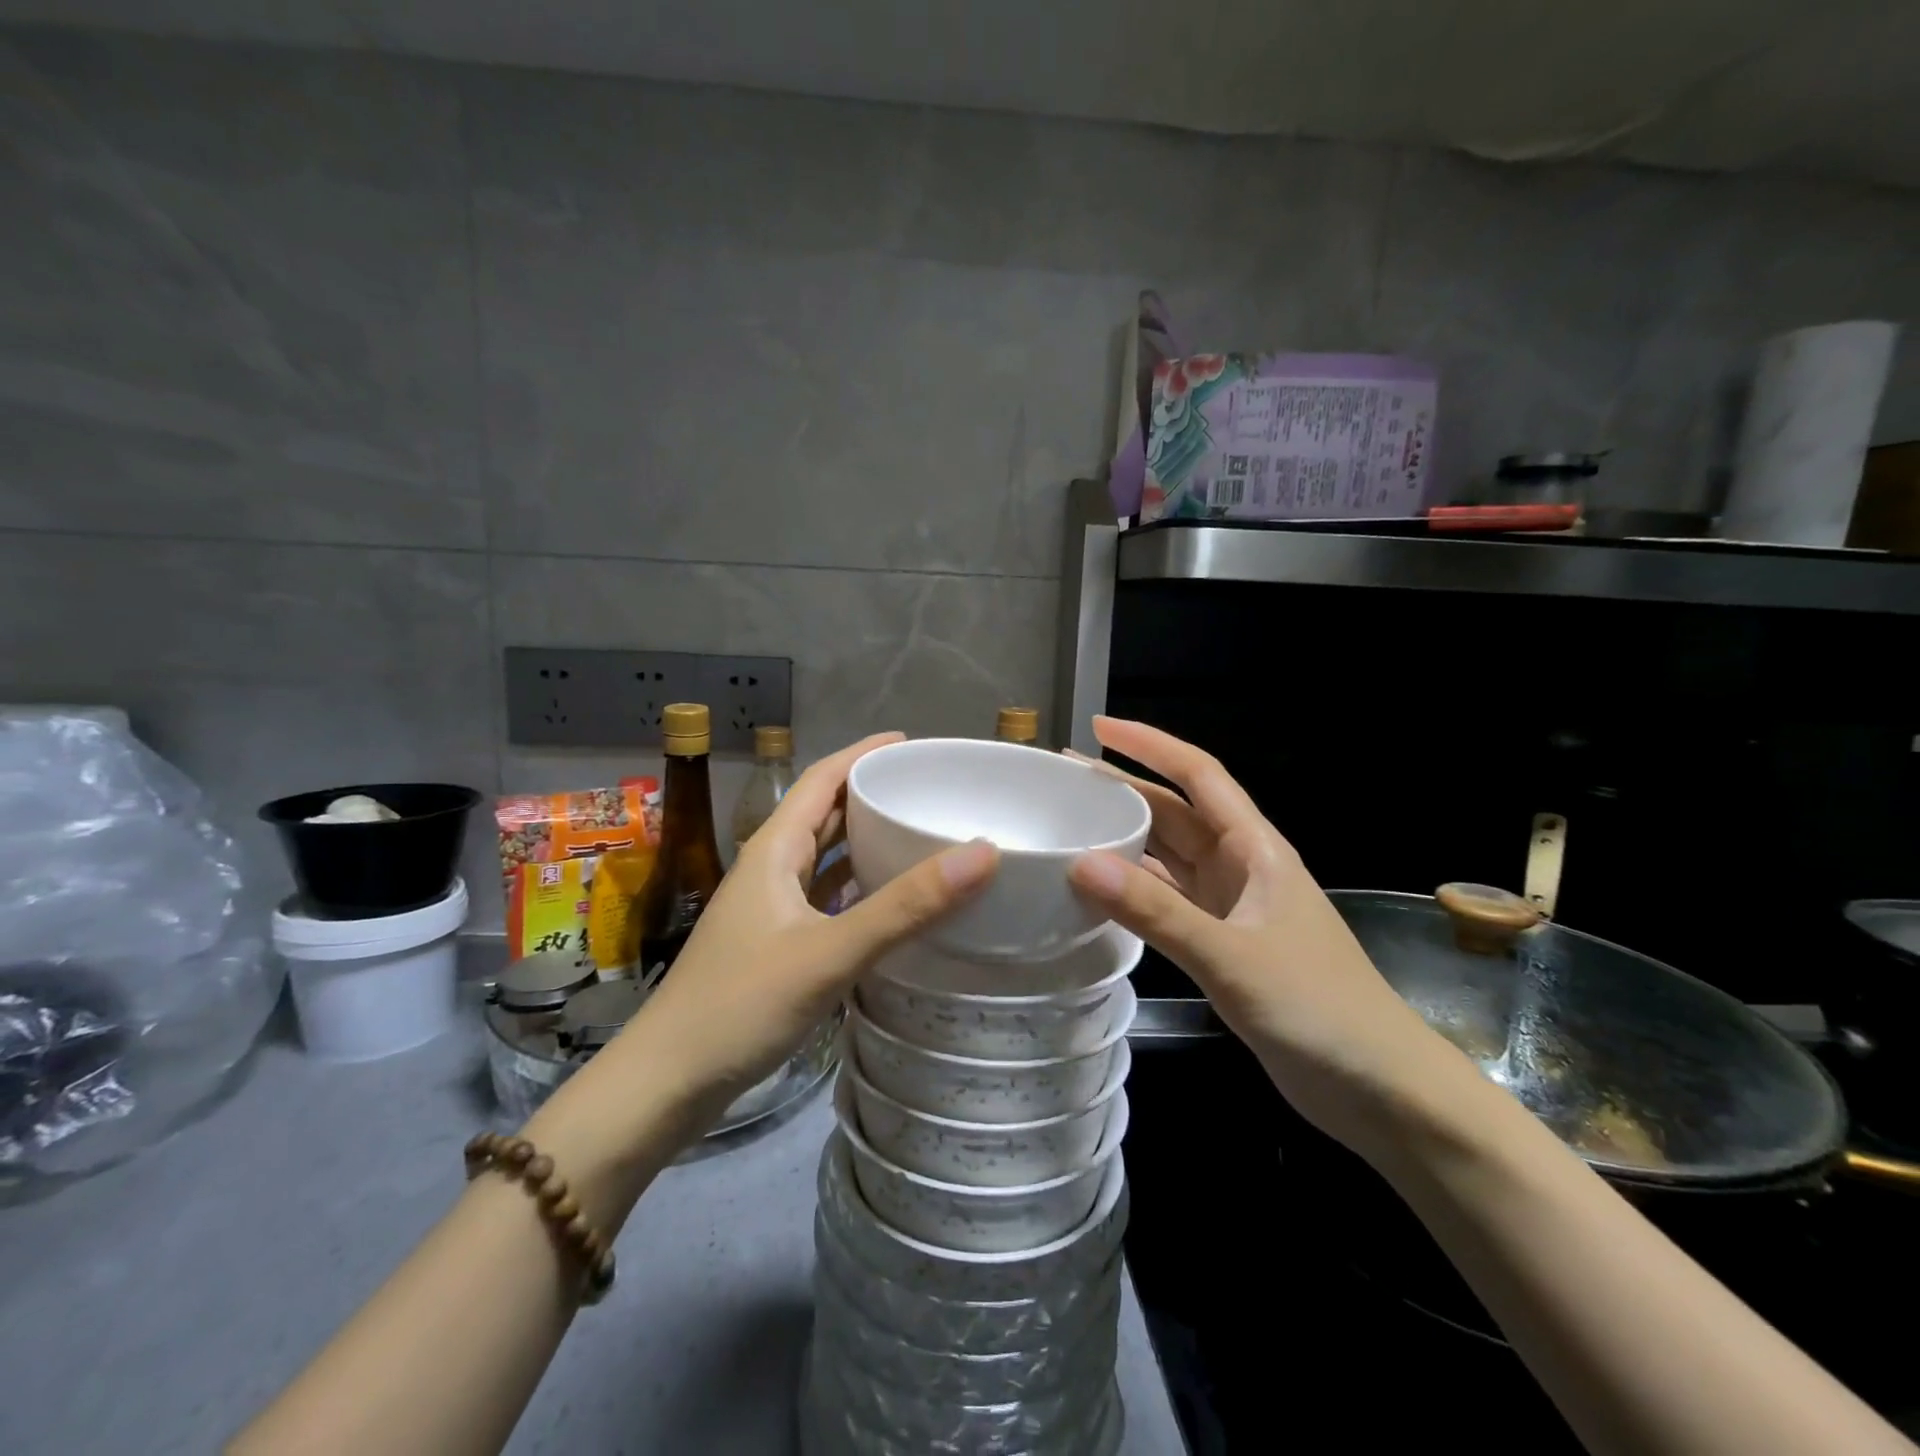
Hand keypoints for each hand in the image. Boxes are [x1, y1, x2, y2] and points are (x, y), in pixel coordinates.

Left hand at [632, 732, 998, 1122]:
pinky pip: (823, 899)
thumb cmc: (742, 1005)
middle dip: (870, 795)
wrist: (667, 1082)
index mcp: (773, 850)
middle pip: (823, 814)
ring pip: (823, 858)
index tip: (911, 744)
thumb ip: (904, 906)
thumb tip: (982, 852)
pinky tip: (887, 903)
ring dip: (863, 842)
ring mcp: (768, 909)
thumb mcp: (829, 952)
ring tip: (917, 836)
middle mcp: (769, 869)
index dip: (862, 754)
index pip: (821, 779)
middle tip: (926, 791)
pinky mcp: (773, 945)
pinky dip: (856, 889)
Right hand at [1066, 716, 1473, 1157]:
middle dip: (1125, 789)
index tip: (1099, 726)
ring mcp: (1233, 908)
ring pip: (1169, 858)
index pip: (1199, 776)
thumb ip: (1157, 912)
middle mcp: (1242, 868)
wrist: (1379, 1089)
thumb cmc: (1319, 1009)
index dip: (1150, 745)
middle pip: (1176, 813)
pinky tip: (1099, 892)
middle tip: (1064, 781)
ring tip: (1071, 827)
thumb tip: (1082, 864)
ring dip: (1126, 840)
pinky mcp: (1224, 945)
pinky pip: (1168, 902)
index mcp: (1256, 849)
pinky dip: (1134, 892)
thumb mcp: (1232, 957)